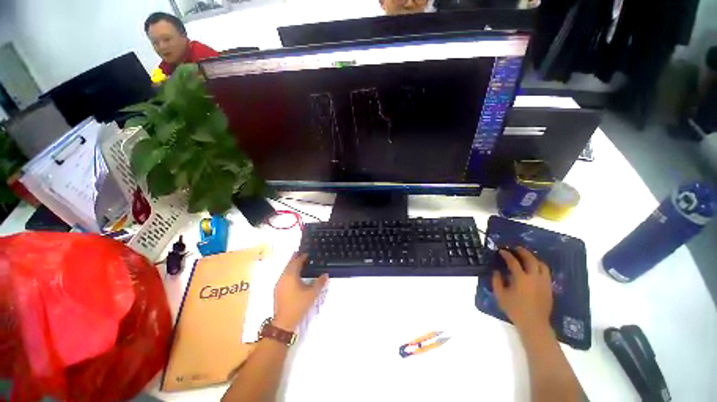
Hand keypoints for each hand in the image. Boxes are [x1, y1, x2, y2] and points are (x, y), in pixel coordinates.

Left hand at [273, 254, 328, 331]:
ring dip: (291, 265)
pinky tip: (294, 276)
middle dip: (294, 258)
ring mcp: (279, 284)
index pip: (296, 262)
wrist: (284, 322)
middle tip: (300, 253)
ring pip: (285, 271)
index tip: (307, 253)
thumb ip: (320, 283)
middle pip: (289, 265)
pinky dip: (289, 272)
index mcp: (291, 276)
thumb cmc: (298, 305)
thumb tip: (326, 274)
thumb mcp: (312, 294)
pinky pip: (284, 276)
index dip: (302, 257)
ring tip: (298, 263)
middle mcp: (283, 278)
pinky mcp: (277, 290)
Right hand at [492, 247, 553, 335]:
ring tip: (526, 256)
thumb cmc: (515, 309)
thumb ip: (496, 281)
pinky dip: (539, 266)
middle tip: (515, 248)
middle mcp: (534, 277)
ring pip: (541, 264)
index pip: (513, 261)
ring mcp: (544, 282)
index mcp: (521, 278)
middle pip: (530, 259)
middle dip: (522, 251)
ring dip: (533, 258)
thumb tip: (497, 271)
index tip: (501, 251)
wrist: (534, 324)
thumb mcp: (500, 295)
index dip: (506, 254)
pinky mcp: (549, 287)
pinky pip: (546, 272)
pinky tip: (534, 268)